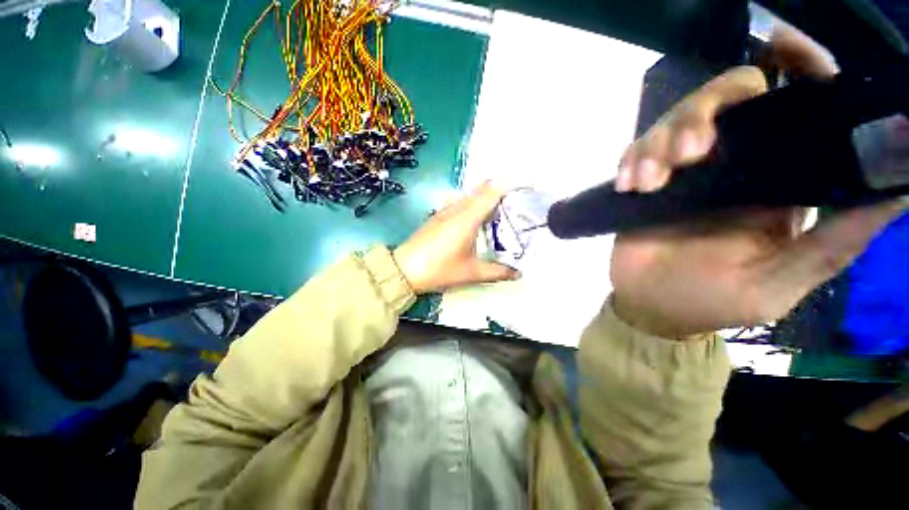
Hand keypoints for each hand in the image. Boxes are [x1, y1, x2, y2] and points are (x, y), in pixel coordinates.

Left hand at [393, 182, 519, 293]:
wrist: (404, 269)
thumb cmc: (440, 269)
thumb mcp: (471, 273)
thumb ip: (497, 271)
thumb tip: (519, 274)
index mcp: (468, 218)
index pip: (491, 193)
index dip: (507, 186)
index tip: (524, 185)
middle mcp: (457, 209)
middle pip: (480, 191)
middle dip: (499, 191)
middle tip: (516, 200)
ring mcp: (445, 211)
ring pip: (469, 196)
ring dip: (484, 198)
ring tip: (500, 208)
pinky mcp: (437, 217)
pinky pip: (459, 203)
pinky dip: (472, 205)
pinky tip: (476, 218)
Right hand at [610, 33, 907, 336]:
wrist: (648, 305)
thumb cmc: (709, 301)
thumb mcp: (776, 284)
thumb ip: (833, 243)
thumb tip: (897, 190)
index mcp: (780, 183)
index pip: (799, 110)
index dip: (800, 69)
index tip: (782, 45)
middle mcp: (737, 165)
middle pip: (730, 99)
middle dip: (706, 112)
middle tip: (689, 153)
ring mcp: (687, 171)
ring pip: (678, 119)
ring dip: (660, 142)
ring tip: (648, 181)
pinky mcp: (649, 180)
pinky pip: (639, 149)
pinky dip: (633, 158)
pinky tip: (629, 185)